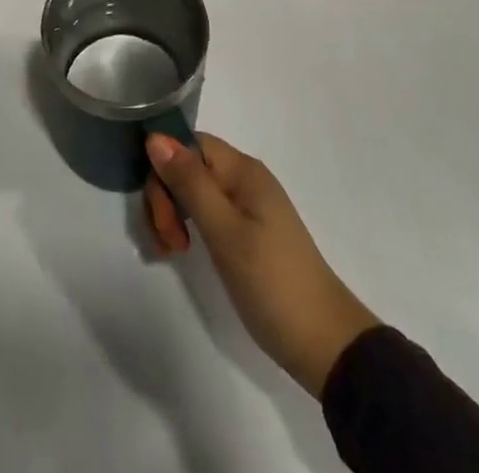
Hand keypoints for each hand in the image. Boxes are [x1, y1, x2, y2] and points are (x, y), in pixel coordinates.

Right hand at [145, 133, 379, 397]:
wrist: (323, 341)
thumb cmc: (272, 282)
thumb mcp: (225, 232)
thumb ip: (190, 183)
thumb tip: (154, 137)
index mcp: (242, 169)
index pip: (188, 143)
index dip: (165, 168)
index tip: (160, 212)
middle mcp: (244, 178)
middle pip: (189, 166)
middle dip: (167, 197)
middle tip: (167, 243)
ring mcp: (247, 205)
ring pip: (194, 190)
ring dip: (173, 213)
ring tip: (172, 251)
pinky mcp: (247, 231)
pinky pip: (207, 211)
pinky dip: (188, 226)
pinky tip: (182, 251)